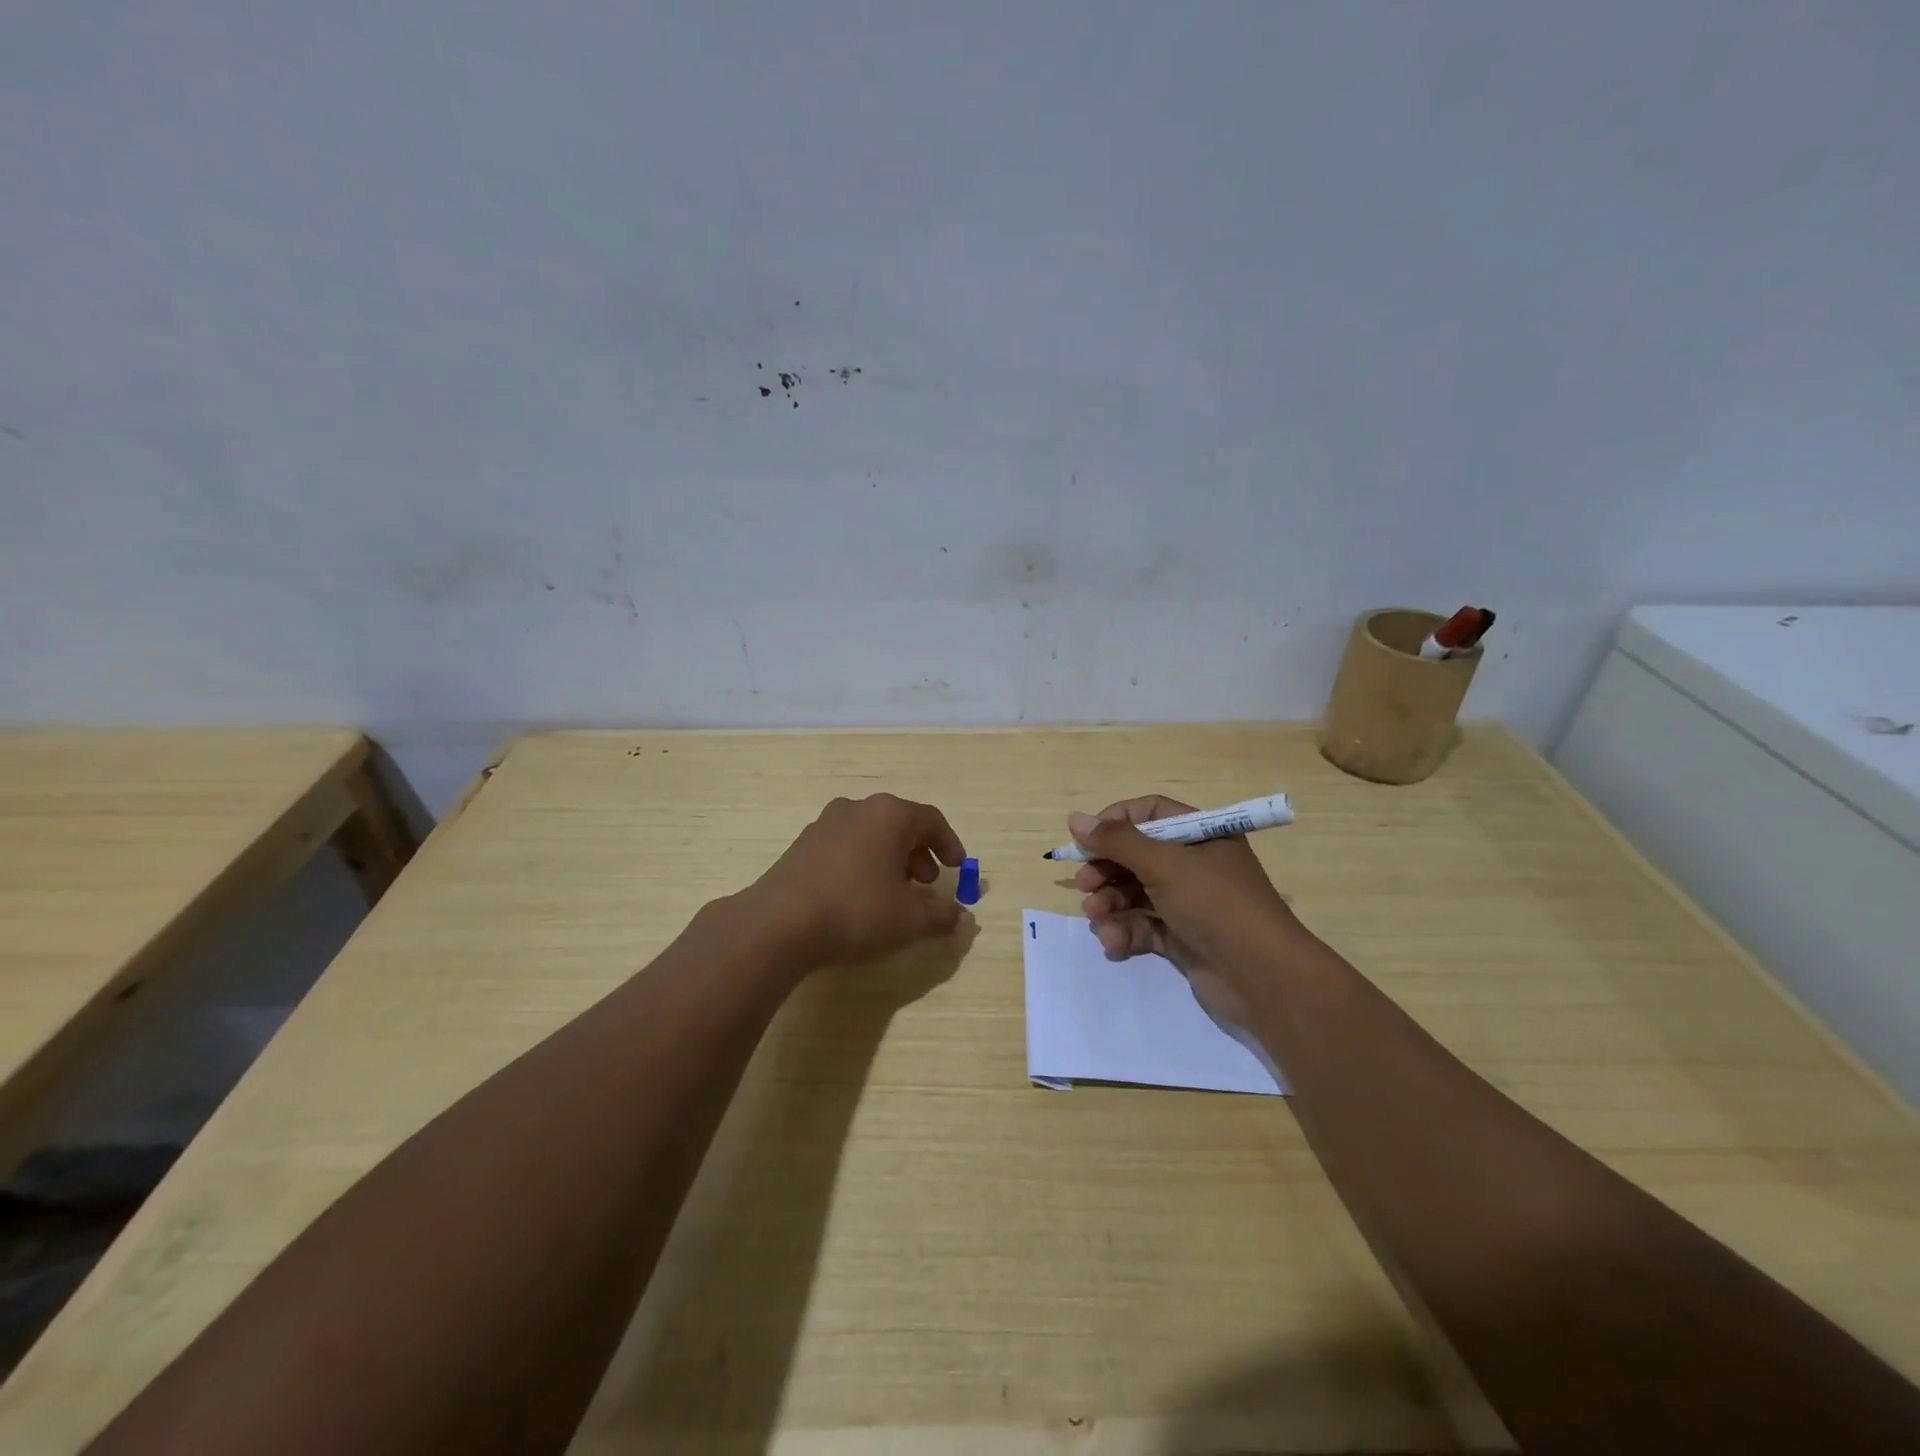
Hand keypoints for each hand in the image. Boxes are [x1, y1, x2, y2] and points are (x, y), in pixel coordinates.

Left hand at [747, 793, 968, 969]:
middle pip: (899, 825)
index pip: (931, 820)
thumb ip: (942, 915)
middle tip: (926, 883)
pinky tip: (859, 897)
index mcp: (889, 815)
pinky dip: (862, 865)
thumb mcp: (910, 919)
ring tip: (893, 894)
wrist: (778, 924)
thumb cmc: (856, 911)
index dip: (950, 844)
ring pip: (870, 835)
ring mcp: (825, 824)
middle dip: (919, 854)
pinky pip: (845, 847)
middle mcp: (857, 809)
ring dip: (889, 860)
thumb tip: (961, 918)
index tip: (958, 868)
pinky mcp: (802, 845)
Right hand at [1071, 795, 1303, 1026]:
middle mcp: (1196, 865)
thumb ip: (1117, 841)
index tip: (1086, 840)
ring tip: (1095, 917)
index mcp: (1202, 836)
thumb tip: (1075, 819)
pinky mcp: (1183, 939)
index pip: (1151, 814)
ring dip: (1110, 904)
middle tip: (1084, 885)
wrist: (1264, 980)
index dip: (1116, 823)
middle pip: (1138, 856)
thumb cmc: (1216, 906)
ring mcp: (1190, 904)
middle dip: (1107, 870)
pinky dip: (1125, 933)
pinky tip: (1113, 943)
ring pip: (1136, 893)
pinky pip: (1144, 927)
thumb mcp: (1164, 865)